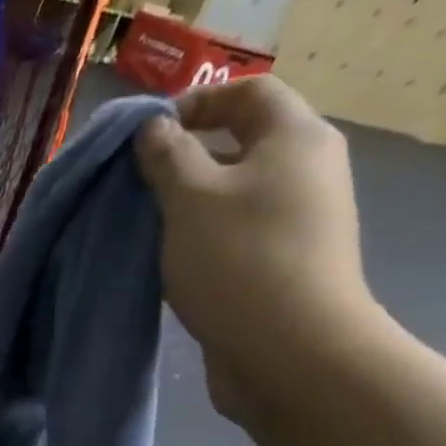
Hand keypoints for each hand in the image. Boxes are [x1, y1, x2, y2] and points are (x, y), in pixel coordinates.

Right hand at [132, 74, 381, 418]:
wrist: (290, 353)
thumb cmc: (238, 260)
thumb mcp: (189, 198)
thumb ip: (167, 156)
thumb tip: (154, 129)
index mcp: (294, 137)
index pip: (248, 91)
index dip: (195, 102)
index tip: (147, 136)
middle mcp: (307, 171)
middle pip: (241, 144)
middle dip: (185, 160)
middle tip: (138, 187)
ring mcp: (300, 223)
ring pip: (235, 196)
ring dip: (189, 207)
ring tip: (147, 229)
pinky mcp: (285, 267)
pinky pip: (237, 237)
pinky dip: (203, 241)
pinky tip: (171, 266)